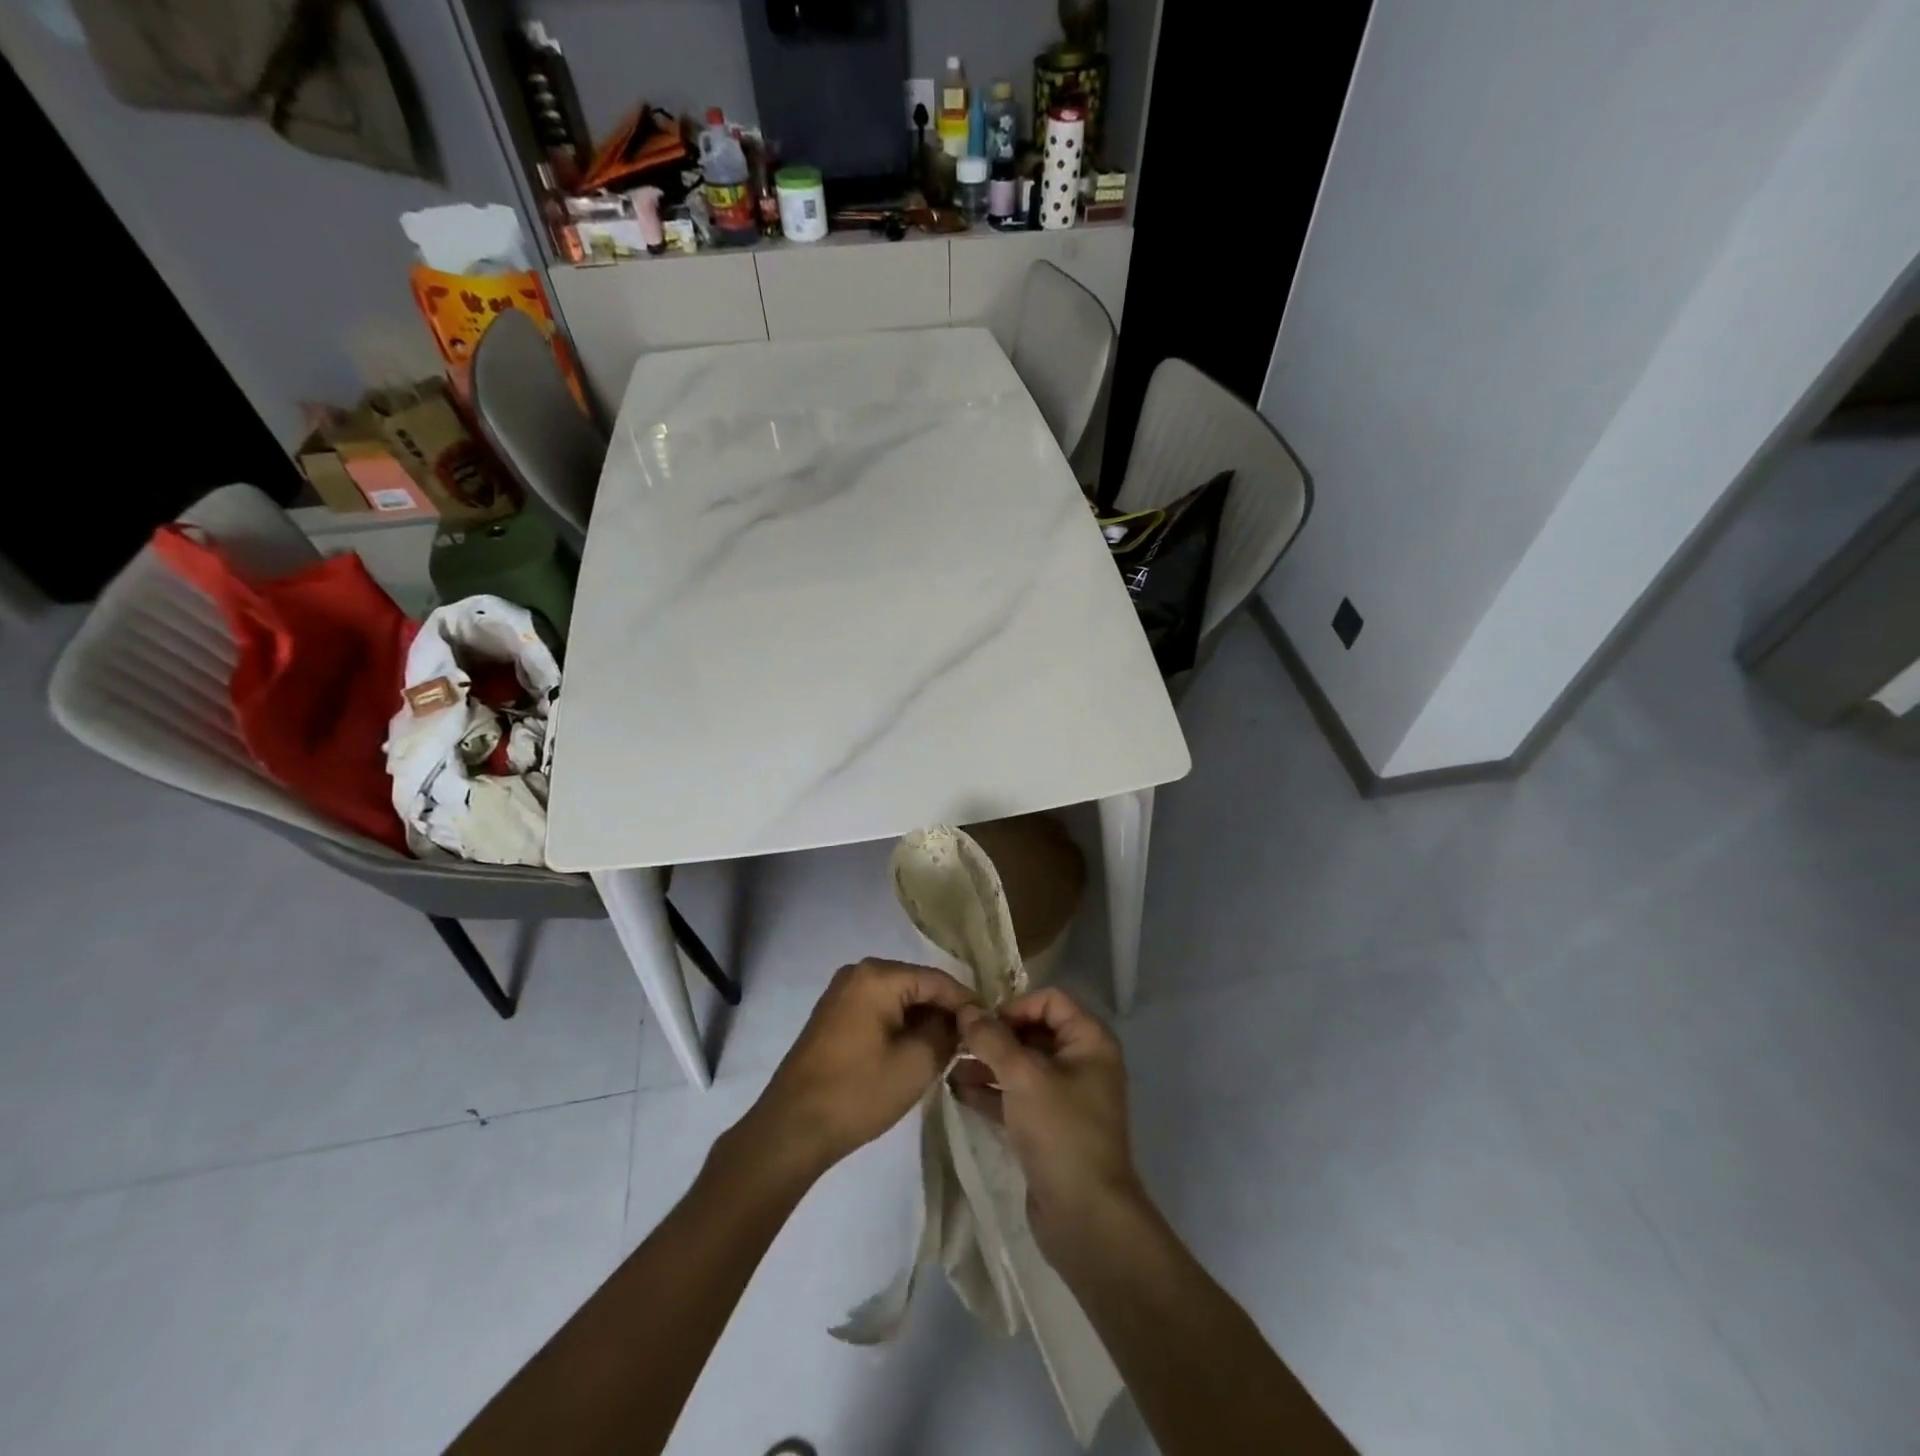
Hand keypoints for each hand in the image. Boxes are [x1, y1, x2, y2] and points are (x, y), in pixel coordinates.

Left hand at [746, 958, 975, 1178]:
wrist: (791, 1128)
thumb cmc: (858, 1092)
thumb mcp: (917, 1063)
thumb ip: (948, 1032)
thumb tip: (961, 1020)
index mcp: (878, 975)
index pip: (938, 980)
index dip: (967, 1003)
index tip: (990, 1028)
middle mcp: (858, 972)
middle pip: (917, 985)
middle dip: (944, 1012)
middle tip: (970, 1042)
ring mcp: (841, 992)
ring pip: (898, 999)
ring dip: (922, 1022)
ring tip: (947, 1051)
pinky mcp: (833, 1015)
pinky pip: (878, 1010)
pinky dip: (899, 1027)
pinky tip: (913, 1052)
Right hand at [950, 989, 1143, 1259]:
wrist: (1085, 1217)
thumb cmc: (1060, 1131)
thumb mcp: (1022, 1076)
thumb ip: (991, 1039)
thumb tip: (966, 1009)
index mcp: (1089, 1040)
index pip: (1050, 1000)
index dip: (1015, 1006)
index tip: (982, 1024)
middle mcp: (1082, 1062)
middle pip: (1033, 1031)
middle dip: (995, 1036)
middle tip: (957, 1042)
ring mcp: (1066, 1097)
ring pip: (1022, 1066)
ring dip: (987, 1063)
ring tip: (949, 1066)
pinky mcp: (1049, 1127)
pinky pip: (1017, 1096)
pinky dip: (992, 1092)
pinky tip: (958, 1092)